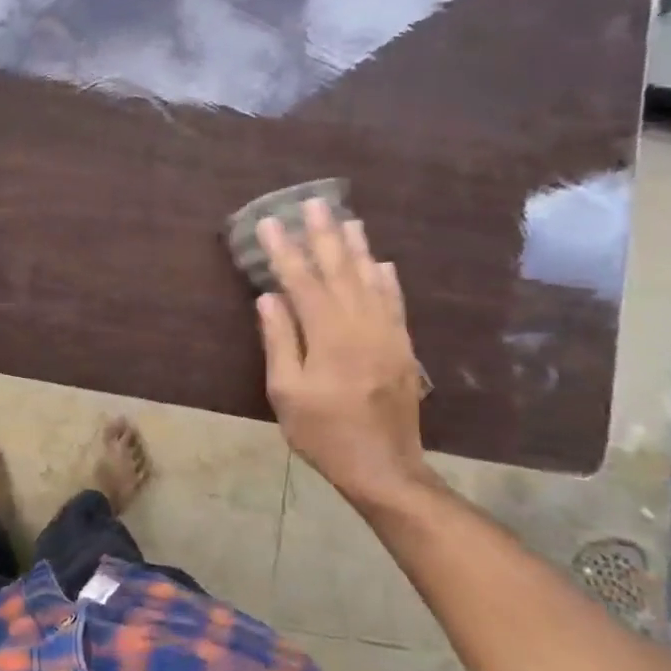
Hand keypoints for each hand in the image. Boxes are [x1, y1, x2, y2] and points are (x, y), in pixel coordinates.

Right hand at [254, 201, 428, 505]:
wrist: (384, 466)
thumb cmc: (323, 432)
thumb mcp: (286, 391)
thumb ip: (280, 340)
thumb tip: (269, 297)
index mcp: (329, 334)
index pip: (302, 281)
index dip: (283, 251)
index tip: (268, 223)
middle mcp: (361, 324)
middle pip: (340, 269)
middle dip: (324, 235)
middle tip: (313, 204)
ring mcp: (387, 334)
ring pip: (371, 279)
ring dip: (357, 247)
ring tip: (348, 219)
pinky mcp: (402, 347)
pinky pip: (394, 302)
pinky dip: (387, 278)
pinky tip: (382, 263)